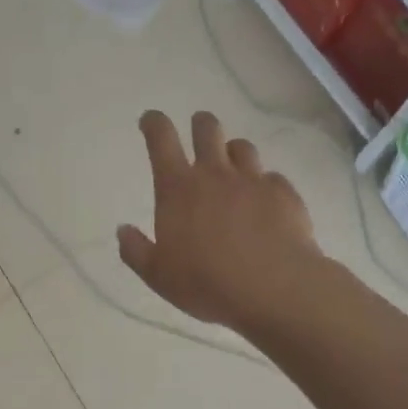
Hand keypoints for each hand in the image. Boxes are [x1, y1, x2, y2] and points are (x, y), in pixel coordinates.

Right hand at [118, 110, 322, 330]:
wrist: (273, 288)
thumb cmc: (206, 283)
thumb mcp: (158, 275)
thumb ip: (136, 250)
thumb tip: (123, 230)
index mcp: (178, 189)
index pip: (161, 139)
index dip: (154, 123)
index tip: (150, 120)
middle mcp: (215, 174)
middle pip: (207, 129)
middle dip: (200, 125)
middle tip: (199, 133)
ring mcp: (253, 180)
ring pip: (242, 147)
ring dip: (233, 152)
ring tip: (232, 169)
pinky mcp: (284, 194)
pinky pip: (272, 178)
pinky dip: (264, 185)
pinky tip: (265, 204)